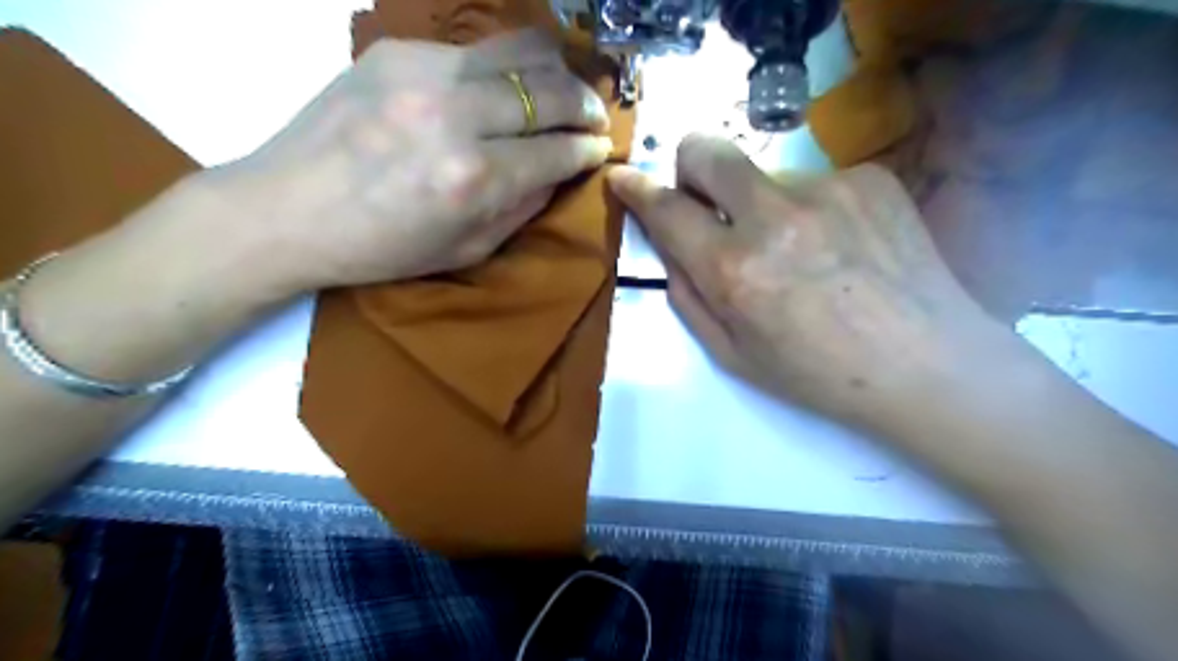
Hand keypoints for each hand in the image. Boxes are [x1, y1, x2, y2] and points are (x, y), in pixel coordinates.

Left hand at [198, 31, 612, 298]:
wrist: (286, 210)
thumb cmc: (381, 248)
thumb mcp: (466, 249)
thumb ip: (522, 208)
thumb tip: (558, 171)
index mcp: (475, 179)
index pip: (558, 150)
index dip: (589, 148)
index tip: (602, 148)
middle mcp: (456, 116)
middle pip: (548, 90)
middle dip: (585, 103)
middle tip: (595, 115)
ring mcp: (423, 73)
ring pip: (518, 49)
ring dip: (555, 69)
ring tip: (564, 86)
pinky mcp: (395, 51)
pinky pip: (472, 50)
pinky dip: (502, 67)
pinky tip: (501, 87)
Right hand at [612, 133, 1007, 433]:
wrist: (925, 364)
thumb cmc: (817, 374)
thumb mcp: (731, 354)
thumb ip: (687, 295)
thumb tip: (672, 247)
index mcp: (735, 270)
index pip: (667, 209)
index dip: (636, 190)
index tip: (623, 178)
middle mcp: (775, 216)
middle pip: (708, 150)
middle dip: (690, 167)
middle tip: (707, 201)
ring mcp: (828, 188)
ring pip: (765, 174)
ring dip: (762, 203)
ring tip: (801, 251)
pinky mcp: (869, 178)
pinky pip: (815, 181)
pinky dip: (810, 208)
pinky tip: (839, 246)